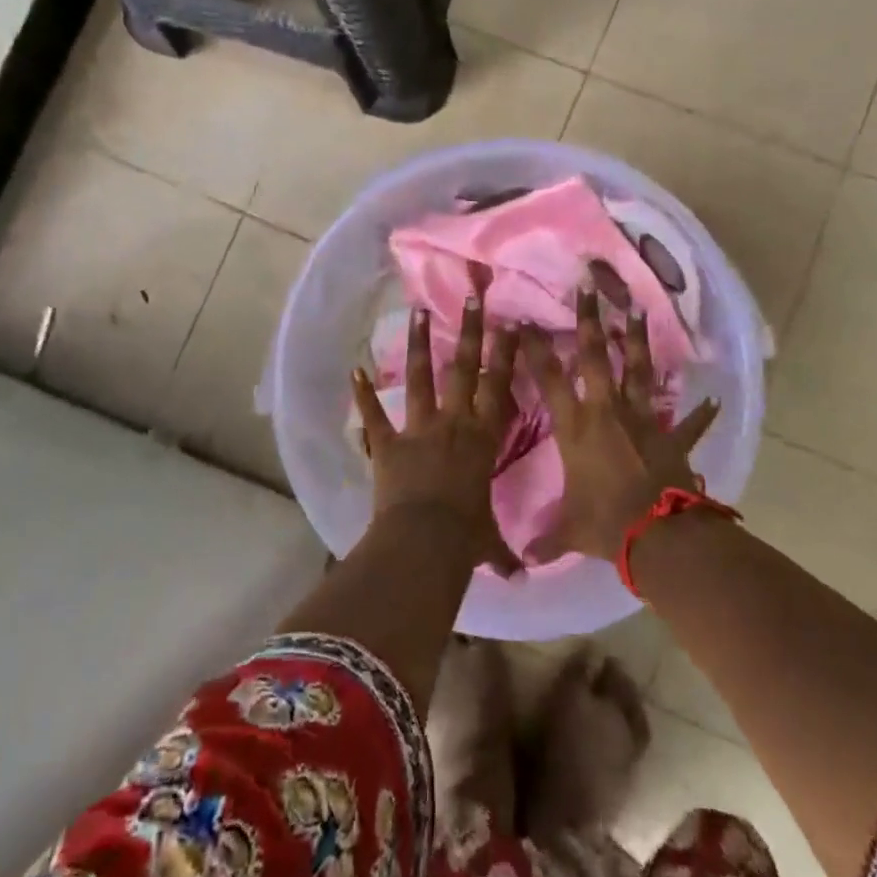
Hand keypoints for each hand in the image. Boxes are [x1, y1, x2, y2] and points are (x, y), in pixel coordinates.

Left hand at [352, 295, 521, 573]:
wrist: (424, 541)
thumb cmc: (465, 537)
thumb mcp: (487, 542)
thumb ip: (503, 553)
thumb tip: (522, 579)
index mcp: (483, 438)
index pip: (500, 387)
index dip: (507, 354)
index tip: (511, 323)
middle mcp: (454, 423)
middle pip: (465, 369)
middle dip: (471, 331)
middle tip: (472, 297)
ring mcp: (419, 429)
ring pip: (422, 378)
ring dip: (420, 344)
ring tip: (419, 311)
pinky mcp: (389, 443)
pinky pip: (374, 416)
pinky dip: (363, 395)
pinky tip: (354, 371)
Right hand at [521, 290, 719, 563]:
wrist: (657, 535)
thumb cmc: (605, 525)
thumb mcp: (569, 530)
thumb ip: (546, 540)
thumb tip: (523, 564)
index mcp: (575, 428)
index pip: (548, 379)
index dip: (534, 349)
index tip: (524, 321)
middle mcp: (606, 412)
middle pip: (594, 357)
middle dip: (589, 320)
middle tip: (588, 286)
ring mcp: (642, 420)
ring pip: (637, 370)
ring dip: (636, 340)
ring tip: (637, 309)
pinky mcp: (672, 437)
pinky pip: (689, 423)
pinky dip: (701, 414)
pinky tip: (713, 401)